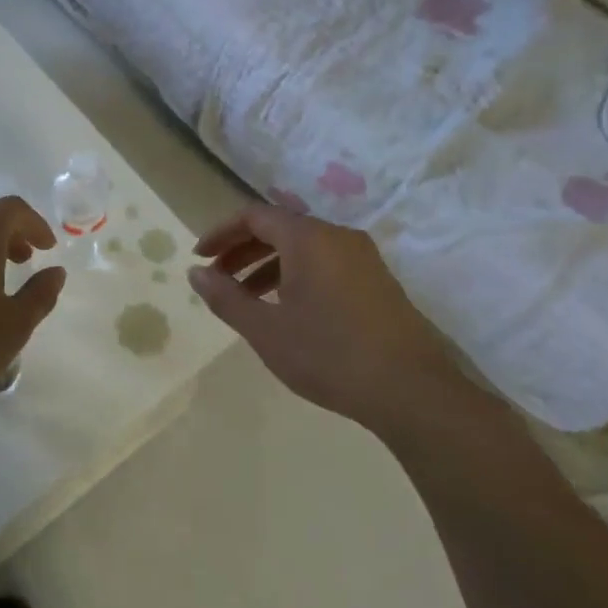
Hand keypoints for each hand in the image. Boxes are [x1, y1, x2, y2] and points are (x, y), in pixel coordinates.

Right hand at [188, 204, 468, 439]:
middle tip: (217, 278)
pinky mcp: (378, 282)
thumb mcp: (266, 330)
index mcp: (309, 238)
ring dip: (268, 266)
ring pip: (304, 249)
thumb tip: (196, 273)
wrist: (411, 391)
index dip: (222, 233)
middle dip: (243, 250)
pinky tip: (288, 311)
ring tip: (246, 299)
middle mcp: (338, 236)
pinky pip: (326, 264)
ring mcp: (363, 258)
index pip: (254, 216)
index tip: (199, 257)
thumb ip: (226, 297)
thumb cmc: (329, 354)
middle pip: (280, 228)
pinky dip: (296, 276)